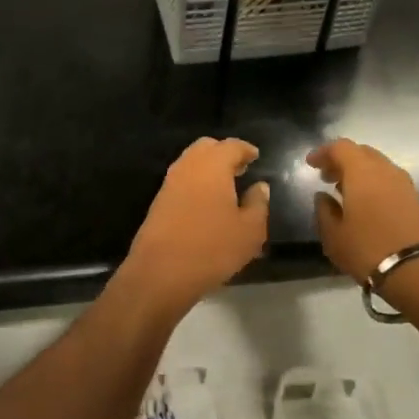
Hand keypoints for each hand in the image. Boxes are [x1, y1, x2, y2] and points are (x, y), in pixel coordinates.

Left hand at [119, 137, 269, 317]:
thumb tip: (260, 186)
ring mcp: (169, 183)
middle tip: (240, 169)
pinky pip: (182, 180)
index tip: (256, 156)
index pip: (231, 146)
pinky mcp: (158, 201)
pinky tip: (207, 203)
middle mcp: (188, 166)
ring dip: (208, 168)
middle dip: (224, 153)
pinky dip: (196, 182)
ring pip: (191, 163)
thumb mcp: (249, 231)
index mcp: (212, 165)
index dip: (246, 150)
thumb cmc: (212, 248)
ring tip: (226, 187)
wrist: (160, 273)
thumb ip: (258, 204)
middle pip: (207, 147)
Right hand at [308, 138, 418, 283]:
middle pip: (361, 153)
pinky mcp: (417, 199)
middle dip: (342, 161)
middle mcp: (385, 169)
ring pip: (378, 166)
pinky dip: (374, 184)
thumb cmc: (369, 249)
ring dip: (360, 173)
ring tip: (345, 191)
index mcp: (361, 171)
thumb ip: (324, 211)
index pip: (340, 147)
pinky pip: (389, 181)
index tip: (311, 164)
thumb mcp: (334, 236)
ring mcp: (404, 183)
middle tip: (327, 177)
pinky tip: (366, 204)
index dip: (324, 152)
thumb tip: (322, 196)